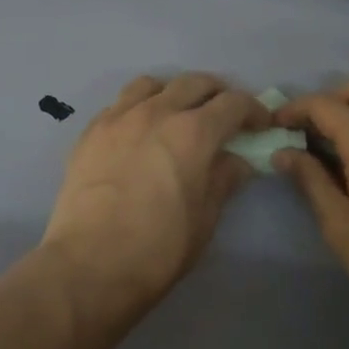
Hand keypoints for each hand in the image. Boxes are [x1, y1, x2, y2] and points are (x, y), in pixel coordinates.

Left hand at [42, 74, 270, 311]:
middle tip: (224, 116)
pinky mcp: (89, 132)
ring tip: (177, 114)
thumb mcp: (204, 219)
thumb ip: (223, 181)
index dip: (253, 110)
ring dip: (173, 93)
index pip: (233, 103)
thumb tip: (235, 162)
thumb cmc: (157, 249)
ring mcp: (117, 118)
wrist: (88, 265)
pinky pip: (119, 104)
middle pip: (193, 83)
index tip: (260, 125)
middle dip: (216, 94)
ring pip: (151, 85)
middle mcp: (156, 112)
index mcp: (193, 132)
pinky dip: (138, 108)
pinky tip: (139, 133)